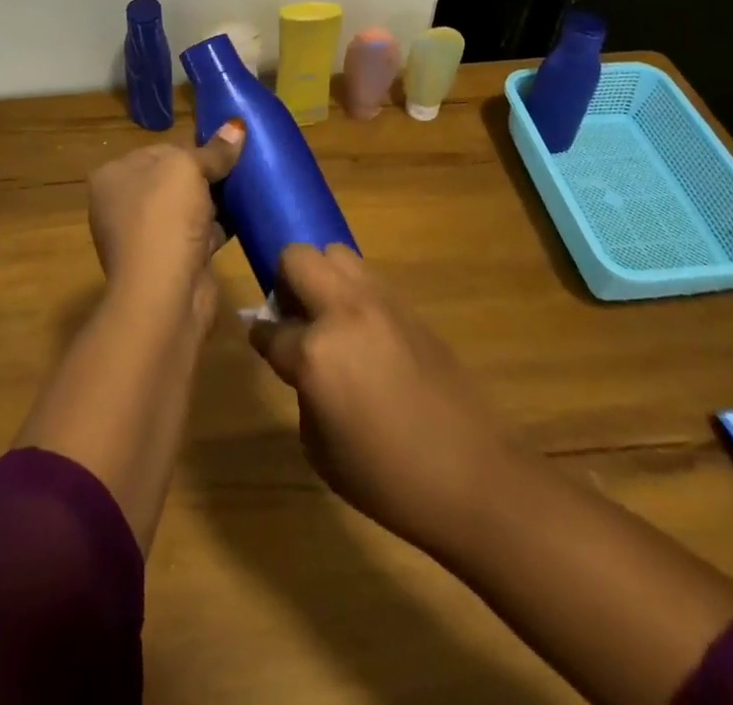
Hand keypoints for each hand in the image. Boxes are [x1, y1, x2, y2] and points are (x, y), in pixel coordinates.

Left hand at [86, 120, 242, 324]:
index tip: (222, 150)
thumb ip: (213, 151)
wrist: (163, 294)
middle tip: (240, 169)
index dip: (192, 148)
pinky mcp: (168, 262)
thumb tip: (236, 126)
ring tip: (246, 190)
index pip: (159, 150)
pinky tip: (242, 219)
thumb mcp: (188, 168)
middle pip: (173, 179)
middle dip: (205, 176)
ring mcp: (143, 237)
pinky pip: (197, 235)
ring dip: (214, 202)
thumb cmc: (164, 217)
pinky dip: (217, 228)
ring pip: (187, 208)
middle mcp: (121, 205)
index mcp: (112, 176)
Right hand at [248, 243, 516, 555]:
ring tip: (328, 315)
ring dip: (321, 276)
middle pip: (297, 258)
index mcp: (315, 352)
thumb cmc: (386, 478)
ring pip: (335, 254)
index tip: (261, 339)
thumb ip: (302, 390)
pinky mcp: (408, 305)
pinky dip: (352, 291)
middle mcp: (344, 312)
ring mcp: (380, 302)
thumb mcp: (319, 446)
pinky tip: (361, 328)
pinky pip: (367, 278)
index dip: (260, 335)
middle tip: (292, 314)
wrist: (472, 476)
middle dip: (284, 280)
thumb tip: (303, 362)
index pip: (270, 329)